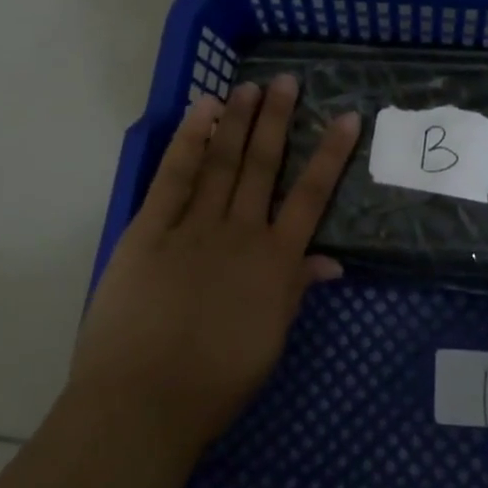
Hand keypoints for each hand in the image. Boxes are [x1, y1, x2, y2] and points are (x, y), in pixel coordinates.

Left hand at [65, 77, 360, 467]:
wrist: (141, 406)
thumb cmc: (213, 384)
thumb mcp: (269, 342)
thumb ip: (296, 291)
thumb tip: (331, 261)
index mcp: (275, 262)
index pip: (311, 196)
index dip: (330, 154)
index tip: (345, 117)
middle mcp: (240, 232)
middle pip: (263, 165)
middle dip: (277, 119)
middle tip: (286, 81)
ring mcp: (194, 226)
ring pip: (222, 161)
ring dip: (237, 120)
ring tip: (250, 86)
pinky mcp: (150, 229)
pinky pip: (174, 175)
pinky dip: (189, 139)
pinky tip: (202, 110)